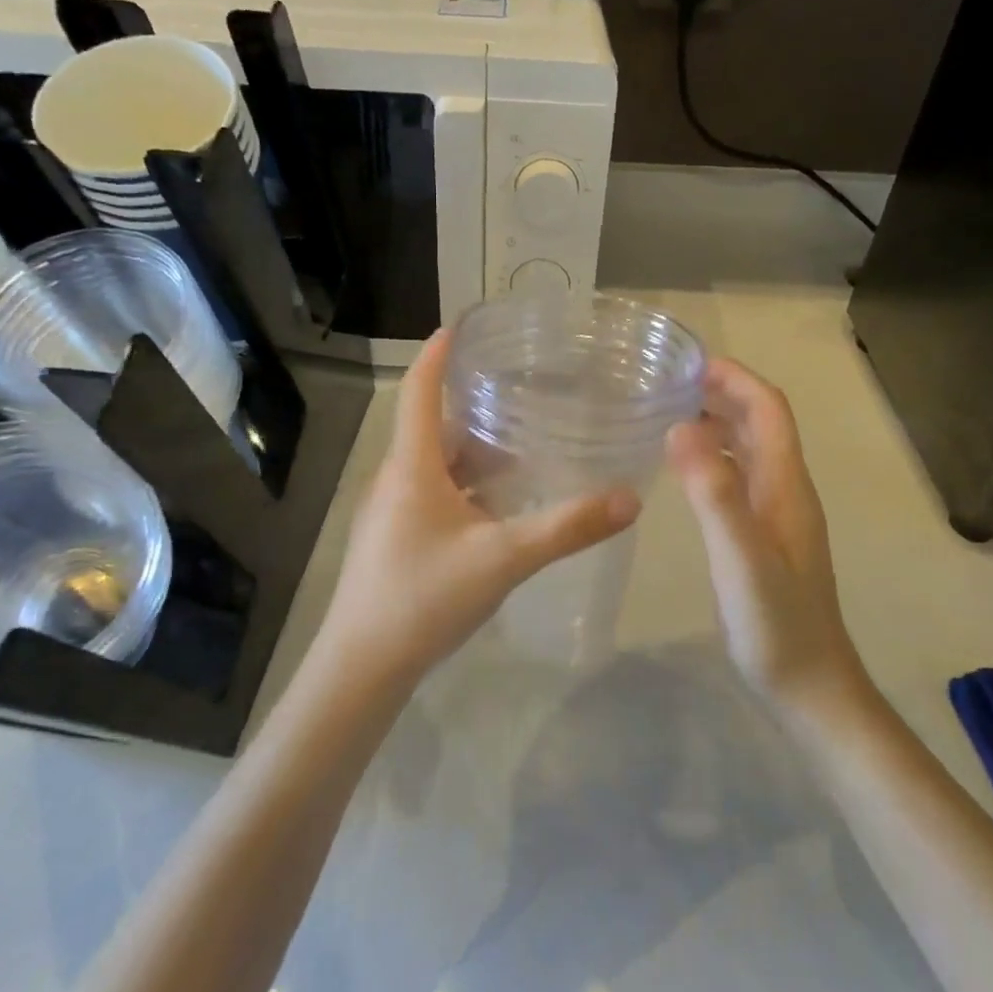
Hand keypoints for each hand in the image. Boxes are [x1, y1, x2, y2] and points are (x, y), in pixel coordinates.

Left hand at [322, 329, 640, 685]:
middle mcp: (397, 479)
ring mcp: (392, 512)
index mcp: (412, 466)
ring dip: (474, 454)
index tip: (460, 325)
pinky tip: (499, 508)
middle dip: (474, 409)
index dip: (437, 355)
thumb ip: (567, 528)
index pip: (418, 391)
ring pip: (436, 465)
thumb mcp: (504, 559)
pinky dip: (467, 487)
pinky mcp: (395, 539)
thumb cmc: (424, 598)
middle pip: (434, 428)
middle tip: (523, 395)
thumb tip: (630, 498)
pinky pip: (434, 494)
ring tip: (523, 449)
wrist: (362, 666)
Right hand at [667, 358, 867, 709]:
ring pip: (750, 450)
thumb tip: (681, 426)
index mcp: (787, 486)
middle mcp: (786, 491)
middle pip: (761, 423)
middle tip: (666, 384)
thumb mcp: (741, 558)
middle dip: (722, 393)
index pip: (769, 410)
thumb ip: (715, 494)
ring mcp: (776, 515)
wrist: (810, 687)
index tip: (689, 362)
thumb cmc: (777, 625)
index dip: (736, 378)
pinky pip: (739, 478)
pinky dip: (714, 458)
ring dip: (717, 422)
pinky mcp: (763, 537)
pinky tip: (684, 469)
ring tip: (668, 414)